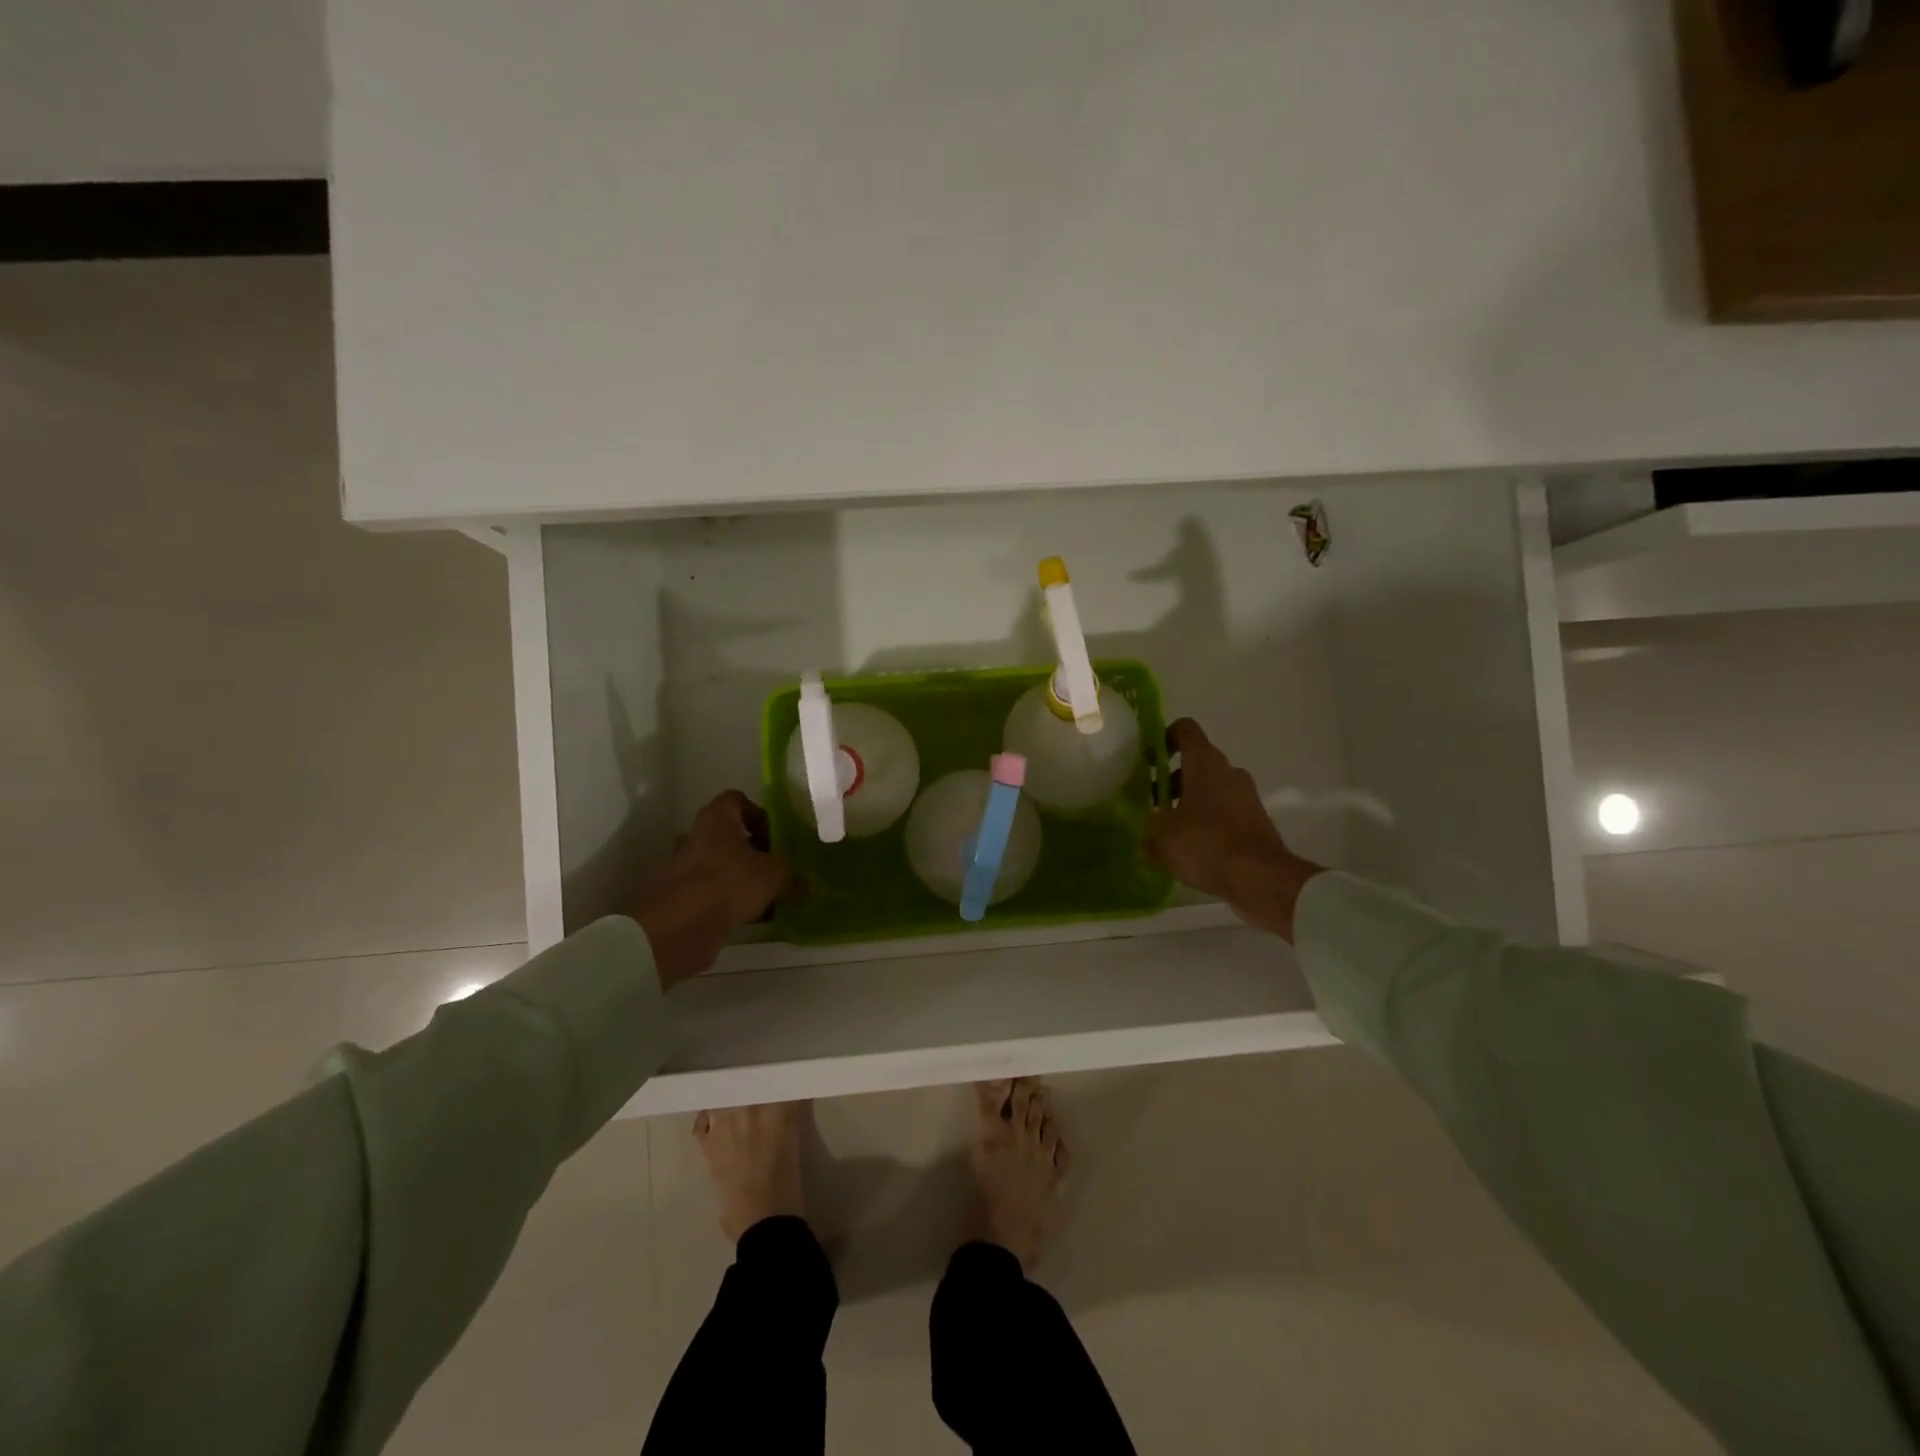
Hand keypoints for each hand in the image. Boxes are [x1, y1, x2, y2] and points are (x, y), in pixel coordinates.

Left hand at [631, 791, 787, 988]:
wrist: (675, 930)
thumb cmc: (727, 884)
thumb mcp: (775, 875)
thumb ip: (793, 876)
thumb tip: (806, 887)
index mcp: (716, 819)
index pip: (738, 801)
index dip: (760, 815)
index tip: (778, 837)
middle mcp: (696, 838)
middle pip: (730, 836)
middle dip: (755, 852)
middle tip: (778, 869)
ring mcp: (685, 870)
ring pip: (722, 867)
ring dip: (744, 880)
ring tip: (770, 898)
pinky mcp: (682, 899)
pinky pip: (713, 895)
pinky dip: (731, 903)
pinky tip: (754, 920)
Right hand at [1147, 719, 1322, 942]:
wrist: (1260, 878)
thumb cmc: (1205, 844)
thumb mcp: (1162, 836)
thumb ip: (1149, 825)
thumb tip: (1145, 829)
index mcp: (1205, 763)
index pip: (1185, 729)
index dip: (1164, 738)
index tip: (1148, 759)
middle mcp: (1229, 771)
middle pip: (1196, 762)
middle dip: (1172, 779)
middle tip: (1153, 803)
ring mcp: (1246, 795)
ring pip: (1211, 788)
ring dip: (1189, 802)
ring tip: (1170, 830)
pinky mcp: (1256, 820)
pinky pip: (1224, 811)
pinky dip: (1207, 821)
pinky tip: (1192, 847)